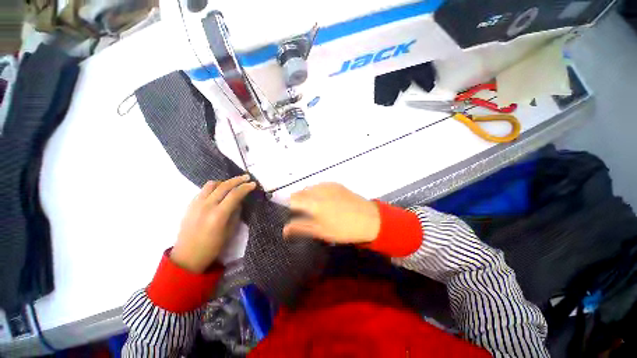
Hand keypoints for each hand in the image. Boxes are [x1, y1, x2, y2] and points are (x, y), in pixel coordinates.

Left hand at [171, 175, 255, 272]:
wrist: (187, 257)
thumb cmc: (212, 247)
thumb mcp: (229, 232)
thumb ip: (235, 214)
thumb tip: (239, 202)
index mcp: (218, 215)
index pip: (235, 194)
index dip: (246, 187)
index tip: (253, 184)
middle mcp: (206, 206)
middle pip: (224, 186)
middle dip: (237, 180)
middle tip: (247, 177)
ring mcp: (196, 204)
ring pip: (211, 185)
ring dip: (224, 182)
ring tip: (233, 184)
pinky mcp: (190, 205)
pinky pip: (203, 190)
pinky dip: (214, 187)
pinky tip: (219, 191)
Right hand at [283, 183, 380, 243]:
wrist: (369, 219)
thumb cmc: (344, 229)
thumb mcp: (321, 231)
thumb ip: (301, 228)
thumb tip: (284, 229)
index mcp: (313, 202)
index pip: (292, 199)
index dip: (289, 206)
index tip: (292, 214)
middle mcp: (318, 190)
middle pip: (300, 192)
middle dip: (298, 201)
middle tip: (304, 213)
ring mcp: (328, 185)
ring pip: (310, 188)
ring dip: (308, 196)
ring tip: (316, 208)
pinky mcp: (336, 184)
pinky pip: (320, 186)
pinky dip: (317, 192)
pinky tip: (326, 201)